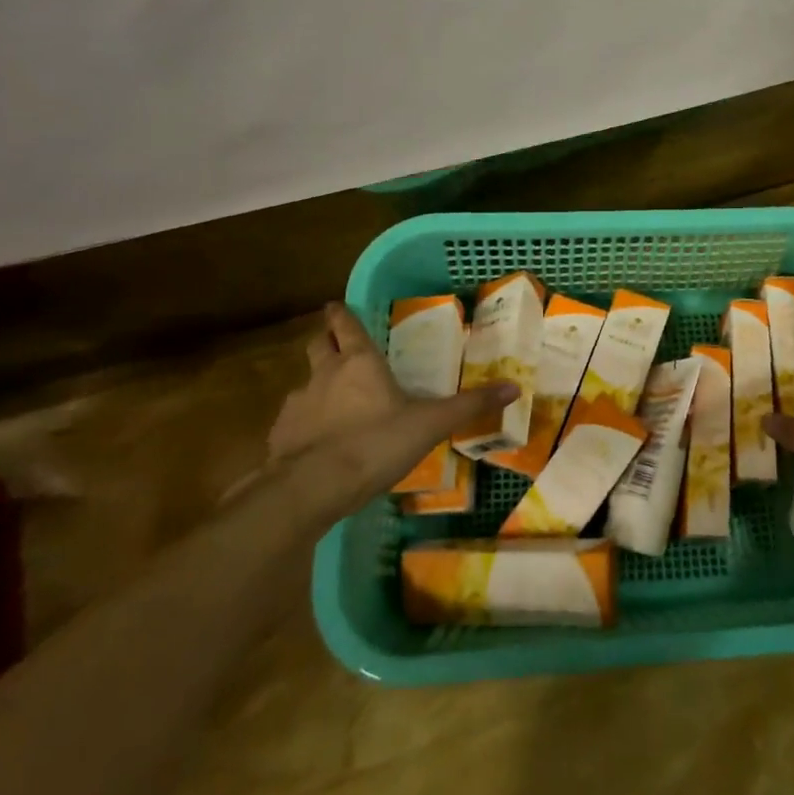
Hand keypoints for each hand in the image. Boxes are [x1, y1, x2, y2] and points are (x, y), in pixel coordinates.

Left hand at [259, 303, 512, 512]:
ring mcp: (297, 405)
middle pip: (317, 345)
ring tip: (333, 403)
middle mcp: (324, 375)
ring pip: (305, 383)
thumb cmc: (376, 444)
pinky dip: (304, 423)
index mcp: (359, 363)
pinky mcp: (279, 436)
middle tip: (337, 346)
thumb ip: (469, 406)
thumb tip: (514, 387)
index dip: (341, 314)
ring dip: (317, 386)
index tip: (337, 305)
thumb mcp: (431, 425)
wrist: (312, 489)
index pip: (345, 326)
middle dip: (326, 341)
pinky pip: (293, 420)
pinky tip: (317, 442)